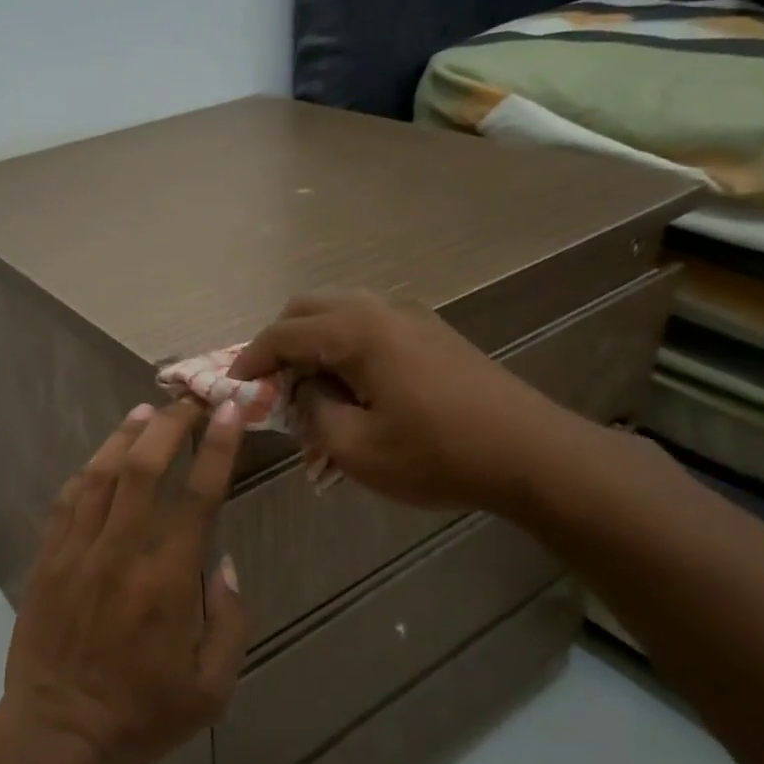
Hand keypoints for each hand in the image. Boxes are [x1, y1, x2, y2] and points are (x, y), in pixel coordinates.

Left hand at [0, 400, 250, 763]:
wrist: (57, 732)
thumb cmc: (142, 714)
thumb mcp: (212, 688)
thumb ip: (230, 621)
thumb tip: (225, 563)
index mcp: (167, 580)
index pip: (197, 496)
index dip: (217, 447)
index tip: (229, 412)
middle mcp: (121, 553)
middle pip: (144, 470)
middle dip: (170, 427)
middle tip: (189, 402)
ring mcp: (77, 552)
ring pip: (101, 476)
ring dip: (125, 437)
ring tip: (147, 412)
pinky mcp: (48, 559)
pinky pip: (67, 501)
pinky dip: (86, 472)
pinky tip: (100, 458)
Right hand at [230, 290, 589, 517]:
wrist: (532, 454)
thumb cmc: (437, 455)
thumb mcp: (356, 448)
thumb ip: (313, 411)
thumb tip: (306, 388)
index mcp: (357, 331)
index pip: (283, 334)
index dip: (250, 359)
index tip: (232, 384)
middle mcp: (381, 309)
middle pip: (308, 308)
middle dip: (280, 342)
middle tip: (271, 384)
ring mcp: (412, 316)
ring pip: (340, 311)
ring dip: (314, 342)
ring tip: (310, 386)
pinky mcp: (434, 332)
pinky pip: (370, 324)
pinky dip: (344, 344)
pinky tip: (353, 384)